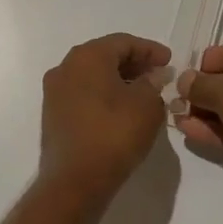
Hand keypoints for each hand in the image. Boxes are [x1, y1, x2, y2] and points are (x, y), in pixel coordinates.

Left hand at [39, 33, 172, 195]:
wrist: (75, 181)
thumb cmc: (114, 134)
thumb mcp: (147, 106)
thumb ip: (153, 83)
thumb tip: (153, 76)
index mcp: (87, 56)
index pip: (123, 42)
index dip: (150, 50)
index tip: (170, 61)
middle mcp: (65, 67)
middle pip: (105, 55)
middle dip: (133, 63)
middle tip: (158, 75)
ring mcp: (54, 91)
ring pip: (92, 75)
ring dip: (118, 80)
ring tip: (143, 93)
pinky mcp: (52, 114)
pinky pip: (83, 94)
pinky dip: (103, 94)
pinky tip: (121, 109)